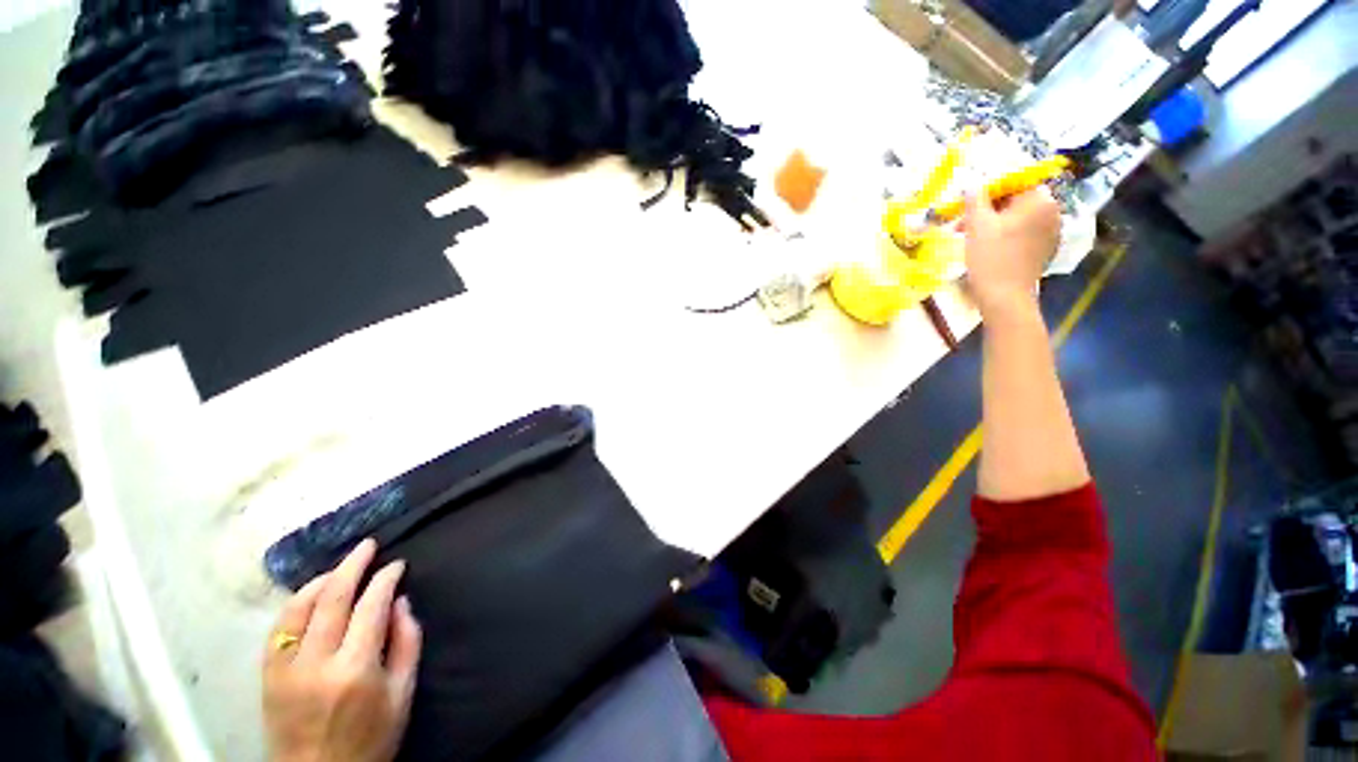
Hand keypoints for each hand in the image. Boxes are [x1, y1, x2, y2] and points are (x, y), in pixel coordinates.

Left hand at [263, 539, 421, 761]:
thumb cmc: (370, 739)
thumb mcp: (402, 695)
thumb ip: (406, 643)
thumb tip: (401, 602)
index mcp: (355, 669)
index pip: (371, 606)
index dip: (386, 579)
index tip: (397, 565)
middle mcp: (317, 663)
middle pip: (332, 599)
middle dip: (352, 565)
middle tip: (367, 545)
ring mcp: (286, 668)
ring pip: (299, 608)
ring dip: (321, 580)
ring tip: (340, 566)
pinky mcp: (268, 675)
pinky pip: (278, 628)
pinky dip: (294, 604)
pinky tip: (309, 594)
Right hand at [962, 186, 1060, 315]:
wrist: (1005, 297)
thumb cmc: (990, 258)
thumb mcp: (977, 225)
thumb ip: (975, 198)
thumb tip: (971, 181)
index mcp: (1039, 200)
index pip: (1013, 181)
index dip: (987, 190)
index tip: (966, 204)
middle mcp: (1052, 211)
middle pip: (1016, 200)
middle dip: (988, 208)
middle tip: (962, 222)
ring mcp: (1051, 231)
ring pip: (1017, 217)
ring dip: (993, 222)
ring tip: (969, 236)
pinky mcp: (1044, 248)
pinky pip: (1023, 232)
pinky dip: (1004, 234)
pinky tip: (986, 247)